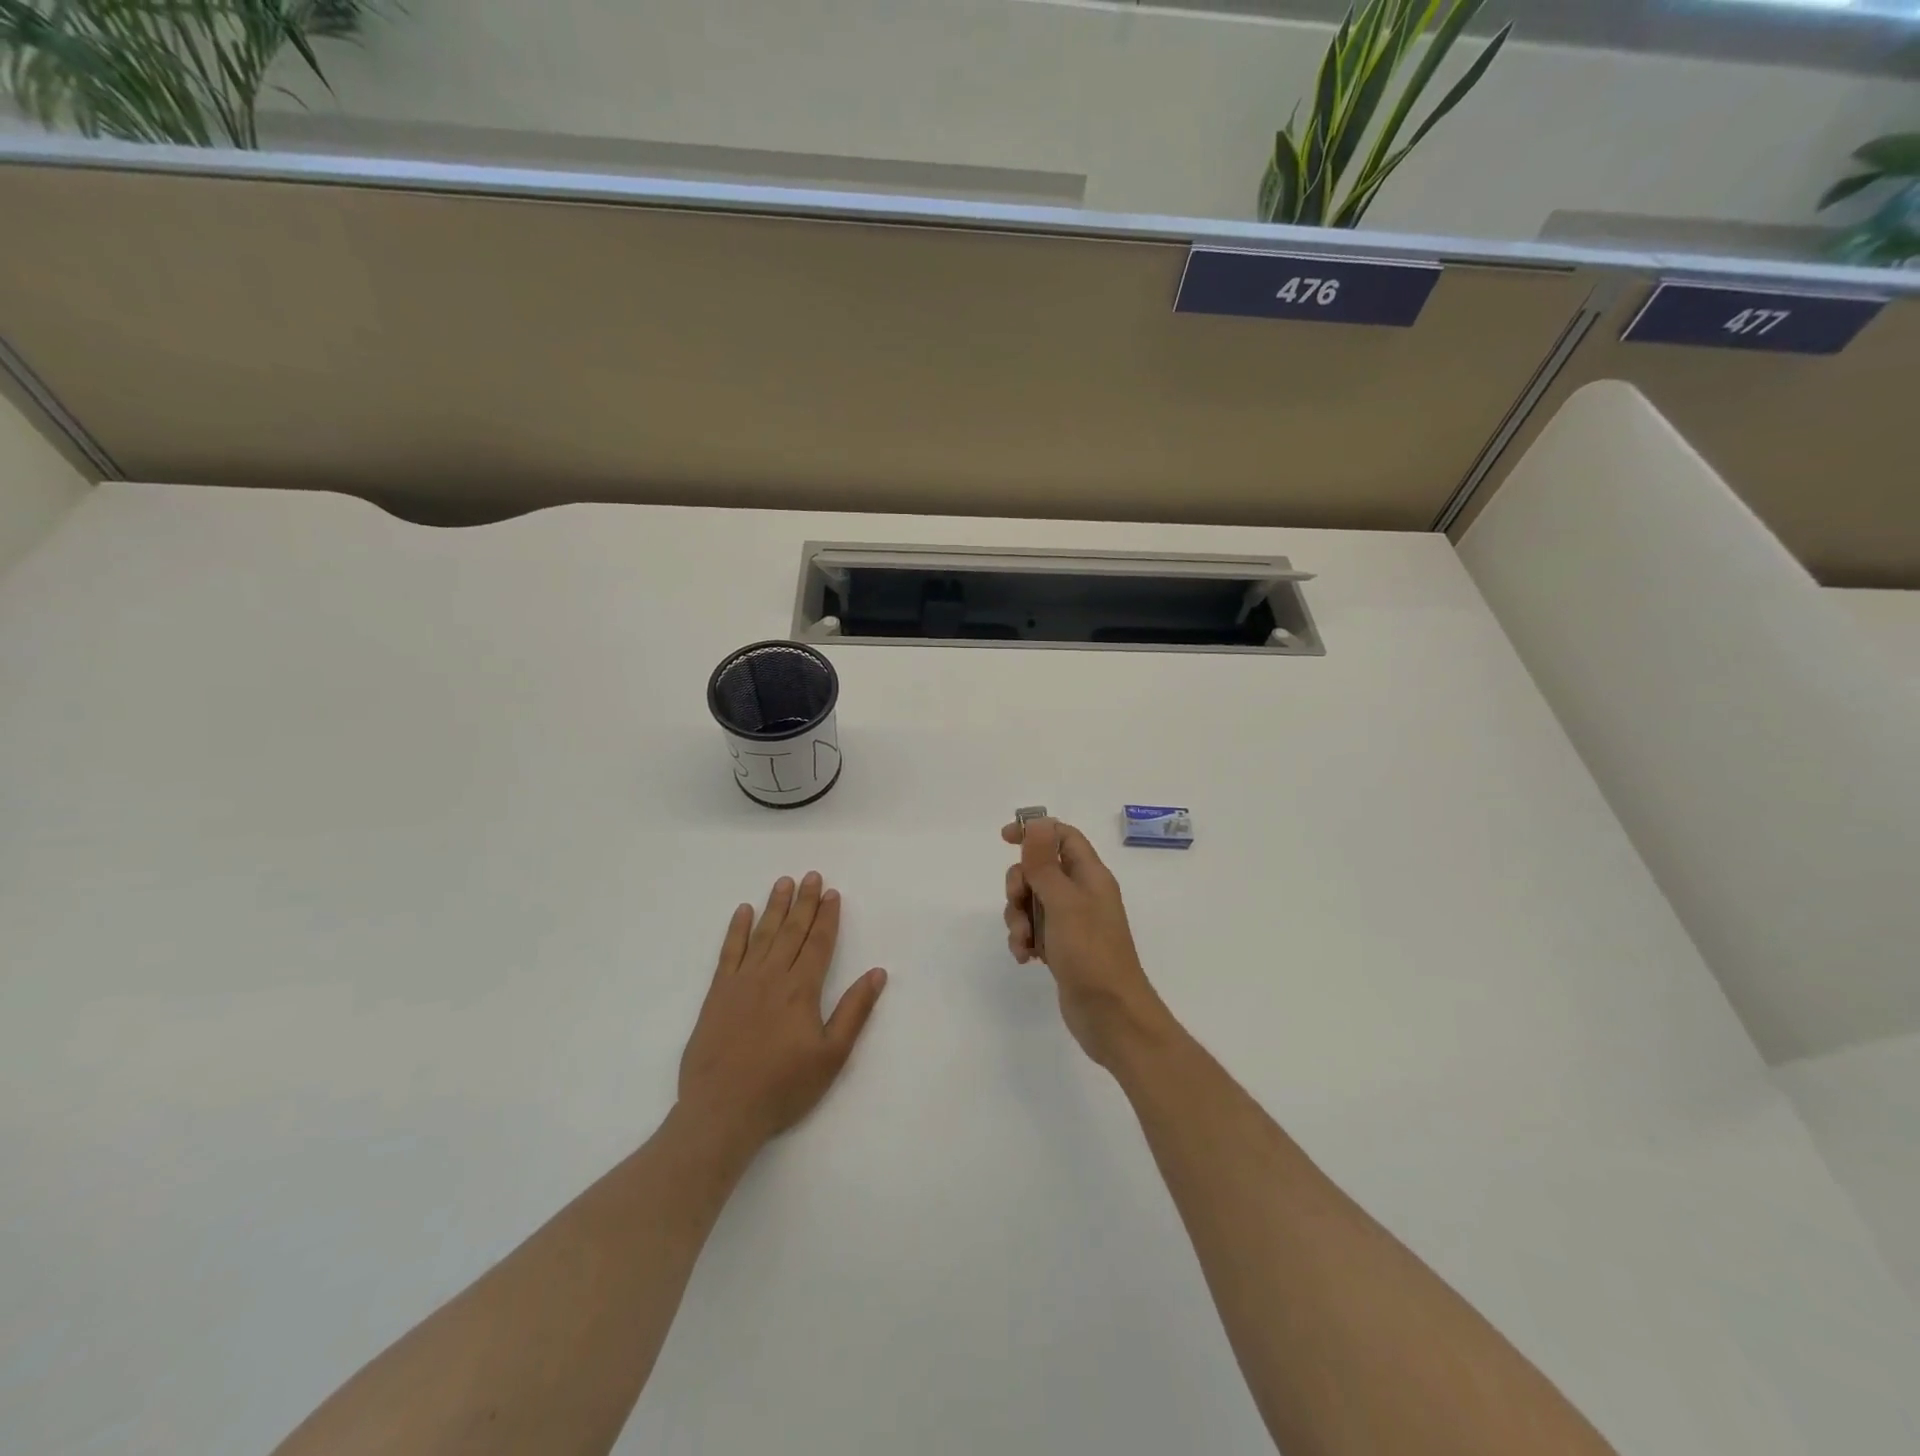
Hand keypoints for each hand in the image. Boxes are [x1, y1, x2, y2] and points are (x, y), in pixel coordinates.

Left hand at [678, 872, 886, 1148]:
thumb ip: (854, 1011)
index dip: (827, 917)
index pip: (818, 943)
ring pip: (762, 934)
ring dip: (775, 907)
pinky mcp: (717, 994)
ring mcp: (741, 982)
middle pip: (791, 931)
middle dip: (804, 902)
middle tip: (811, 876)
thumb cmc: (783, 1087)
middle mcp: (772, 976)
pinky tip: (743, 911)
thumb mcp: (831, 1055)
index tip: (832, 893)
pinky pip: (728, 952)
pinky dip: (737, 930)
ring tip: (783, 882)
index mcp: (802, 989)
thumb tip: (877, 973)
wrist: (722, 1111)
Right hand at [1002, 818, 1171, 1067]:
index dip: (1034, 832)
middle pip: (1040, 869)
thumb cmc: (1091, 953)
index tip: (1004, 839)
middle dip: (1019, 885)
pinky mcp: (1062, 948)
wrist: (1112, 1016)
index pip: (1062, 836)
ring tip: (1023, 942)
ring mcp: (1072, 922)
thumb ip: (1045, 863)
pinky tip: (1025, 958)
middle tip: (1018, 903)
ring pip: (1032, 902)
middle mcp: (1082, 894)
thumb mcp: (1063, 902)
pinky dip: (1024, 939)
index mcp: (1090, 876)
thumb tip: (1036, 821)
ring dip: (1018, 918)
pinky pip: (1033, 930)